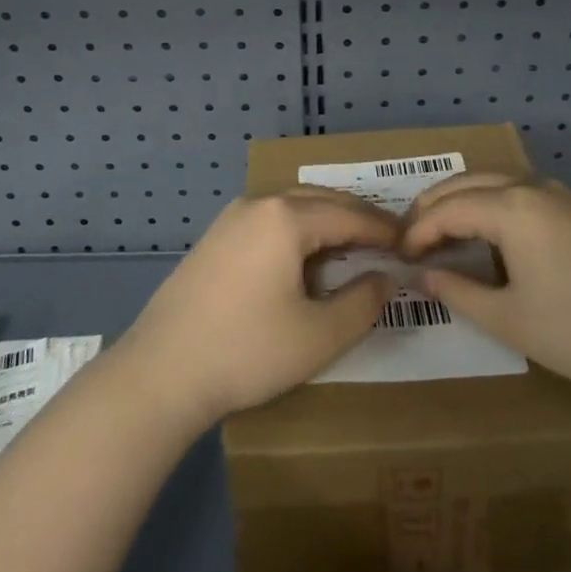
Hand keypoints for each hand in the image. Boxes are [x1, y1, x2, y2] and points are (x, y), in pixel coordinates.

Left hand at [118, 188, 397, 430]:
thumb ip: (362, 303)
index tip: (410, 243)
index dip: (383, 229)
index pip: (349, 214)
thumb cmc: (247, 351)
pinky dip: (298, 228)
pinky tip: (305, 255)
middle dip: (358, 217)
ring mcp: (232, 217)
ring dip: (327, 220)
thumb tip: (386, 278)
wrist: (160, 372)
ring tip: (353, 244)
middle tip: (388, 239)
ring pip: (293, 205)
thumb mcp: (318, 336)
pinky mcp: (215, 236)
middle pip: (321, 200)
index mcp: (287, 217)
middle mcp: (259, 203)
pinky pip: (270, 218)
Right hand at [402, 172, 570, 401]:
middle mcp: (533, 188)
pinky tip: (490, 234)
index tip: (398, 255)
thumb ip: (458, 292)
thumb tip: (422, 276)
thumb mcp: (508, 318)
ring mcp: (561, 196)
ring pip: (496, 183)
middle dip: (435, 205)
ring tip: (442, 231)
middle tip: (410, 235)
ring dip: (464, 201)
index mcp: (512, 207)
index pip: (449, 208)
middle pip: (469, 182)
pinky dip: (492, 205)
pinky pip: (521, 194)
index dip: (418, 230)